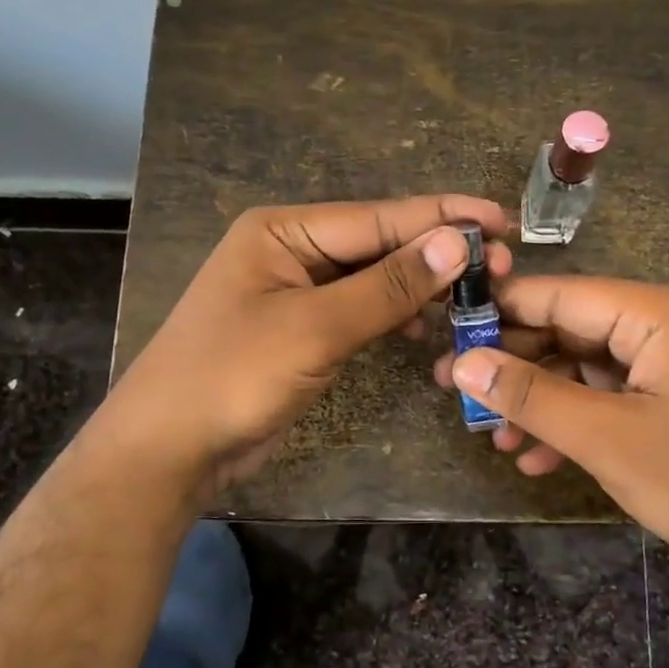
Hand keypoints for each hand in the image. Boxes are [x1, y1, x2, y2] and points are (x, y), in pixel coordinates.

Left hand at [108, 196, 509, 500]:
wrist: (169, 450)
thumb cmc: (233, 376)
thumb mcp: (315, 327)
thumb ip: (388, 285)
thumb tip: (456, 241)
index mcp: (284, 231)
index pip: (378, 217)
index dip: (442, 217)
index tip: (500, 219)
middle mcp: (292, 252)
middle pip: (379, 244)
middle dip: (437, 254)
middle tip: (500, 266)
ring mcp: (297, 293)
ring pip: (374, 280)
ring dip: (421, 288)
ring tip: (476, 296)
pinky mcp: (303, 331)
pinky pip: (361, 311)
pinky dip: (395, 318)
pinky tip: (427, 330)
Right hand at [434, 276, 668, 576]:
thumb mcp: (607, 438)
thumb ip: (531, 396)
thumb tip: (461, 363)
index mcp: (657, 313)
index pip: (560, 294)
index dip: (499, 313)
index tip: (444, 335)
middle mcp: (663, 325)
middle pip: (568, 329)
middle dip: (514, 367)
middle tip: (457, 396)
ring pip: (582, 368)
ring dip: (538, 402)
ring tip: (491, 437)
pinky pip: (607, 397)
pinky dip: (571, 422)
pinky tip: (535, 458)